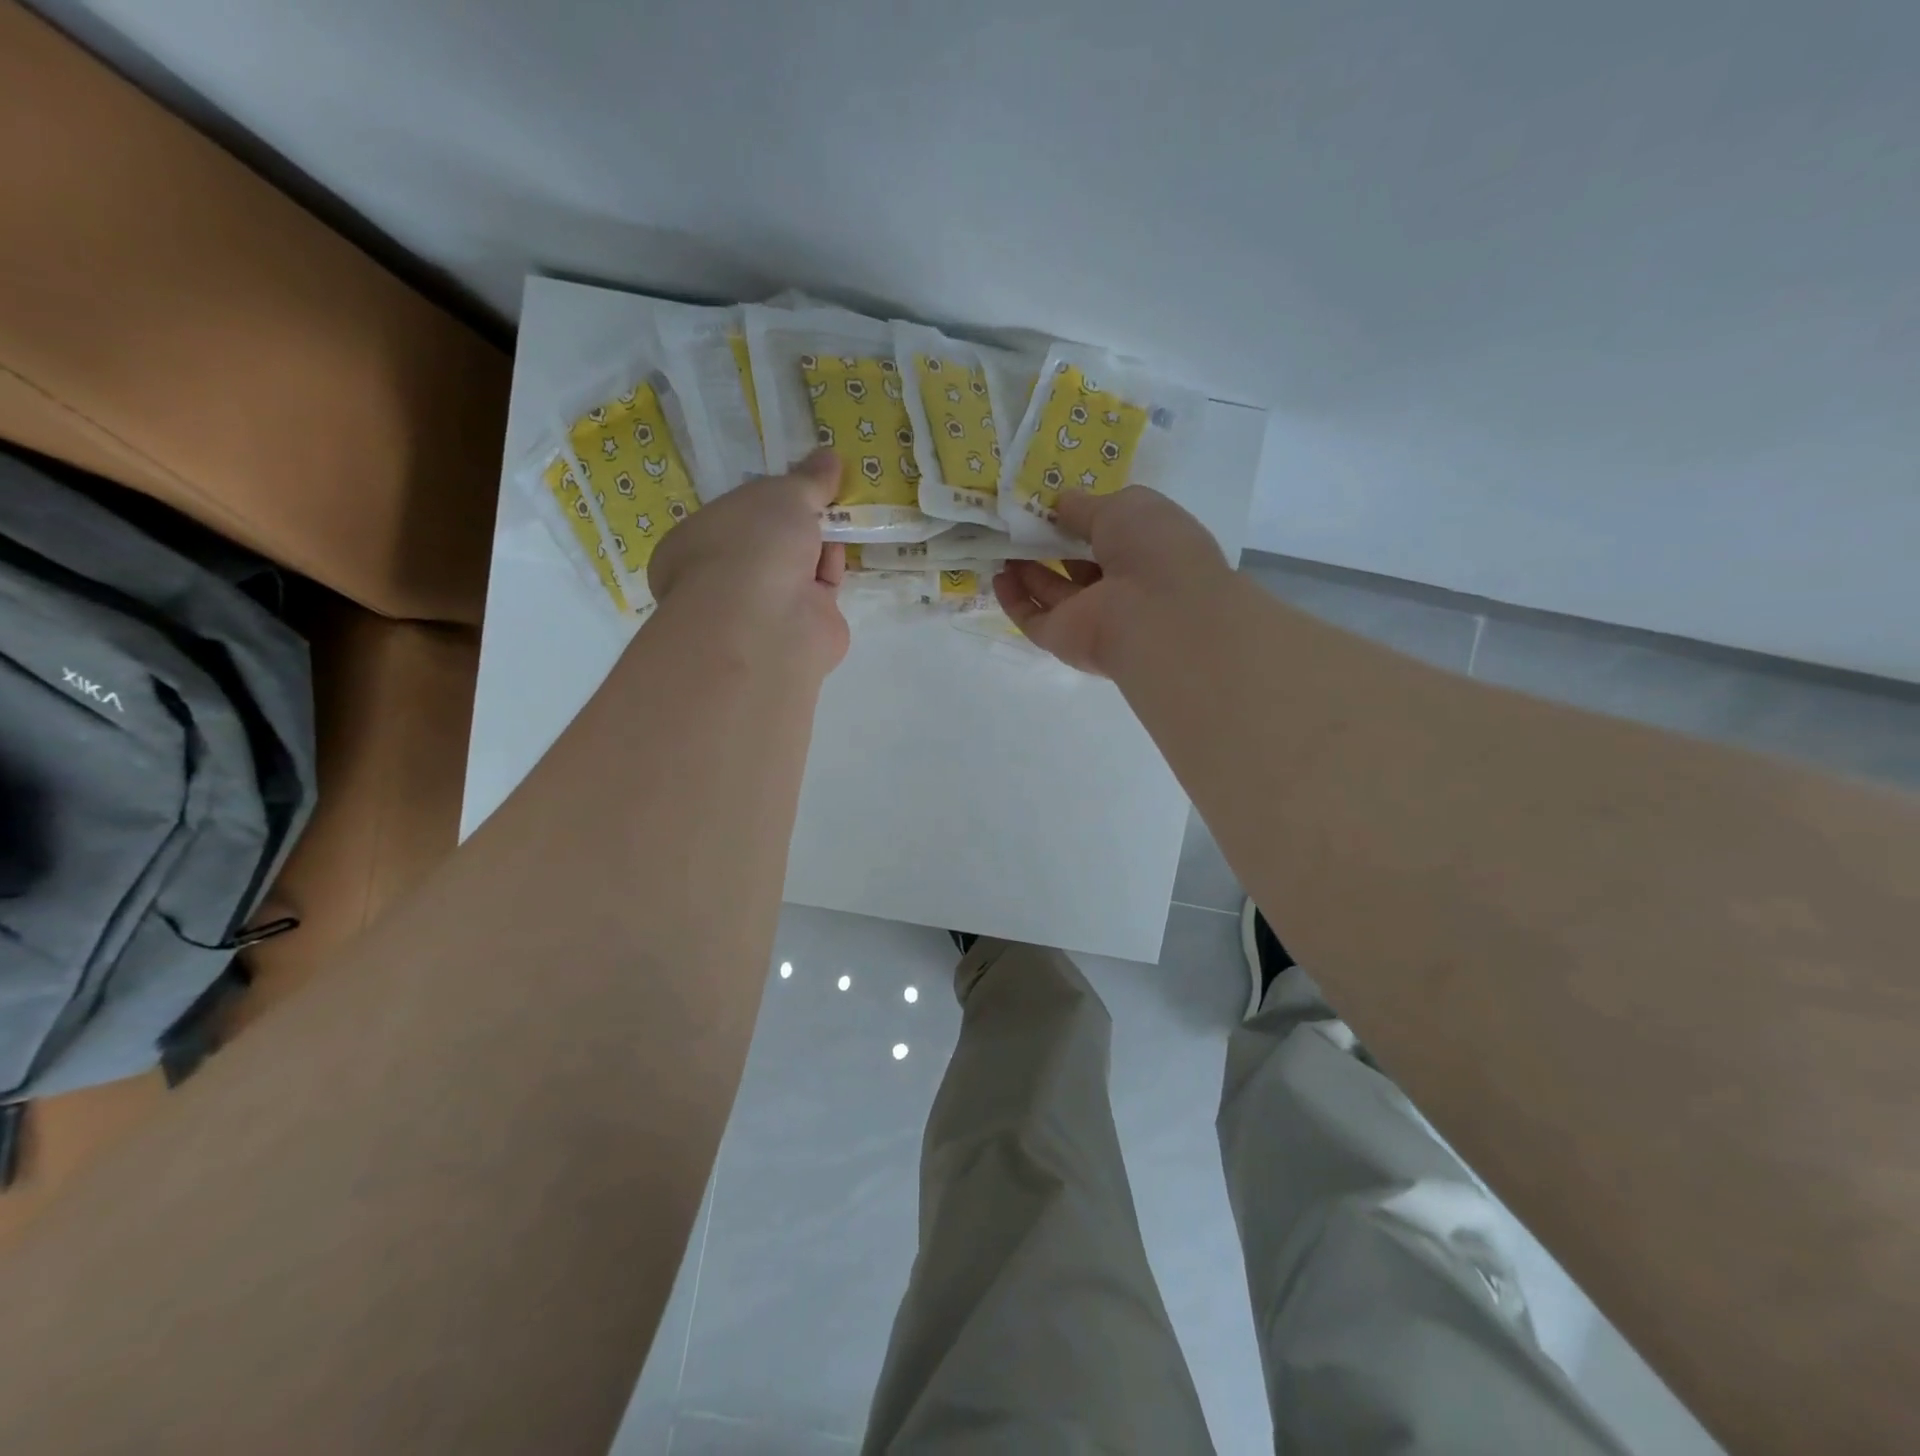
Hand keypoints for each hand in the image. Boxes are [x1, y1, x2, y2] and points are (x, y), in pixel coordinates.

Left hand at [648, 448, 849, 674]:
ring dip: (819, 544)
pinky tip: (845, 550)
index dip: (766, 500)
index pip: (732, 517)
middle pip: (770, 544)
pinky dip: (833, 572)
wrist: (769, 621)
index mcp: (696, 544)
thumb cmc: (753, 545)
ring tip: (844, 515)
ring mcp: (763, 610)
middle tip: (827, 496)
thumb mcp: (781, 495)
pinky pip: (820, 594)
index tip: (796, 485)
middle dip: (798, 523)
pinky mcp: (801, 631)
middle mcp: (725, 580)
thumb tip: (828, 457)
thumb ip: (806, 479)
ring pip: (797, 569)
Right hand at [992, 486, 1230, 676]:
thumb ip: (1087, 506)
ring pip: (1054, 592)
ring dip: (1028, 570)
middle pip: (1079, 564)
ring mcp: (1092, 616)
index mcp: (1148, 551)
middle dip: (1051, 544)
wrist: (1155, 615)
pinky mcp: (1065, 639)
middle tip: (1018, 522)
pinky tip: (998, 576)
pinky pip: (1034, 618)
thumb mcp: (1123, 506)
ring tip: (1002, 544)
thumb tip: (1061, 503)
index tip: (1052, 504)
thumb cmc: (1152, 548)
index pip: (1112, 535)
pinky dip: (1015, 600)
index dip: (1083, 519)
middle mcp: (1122, 586)